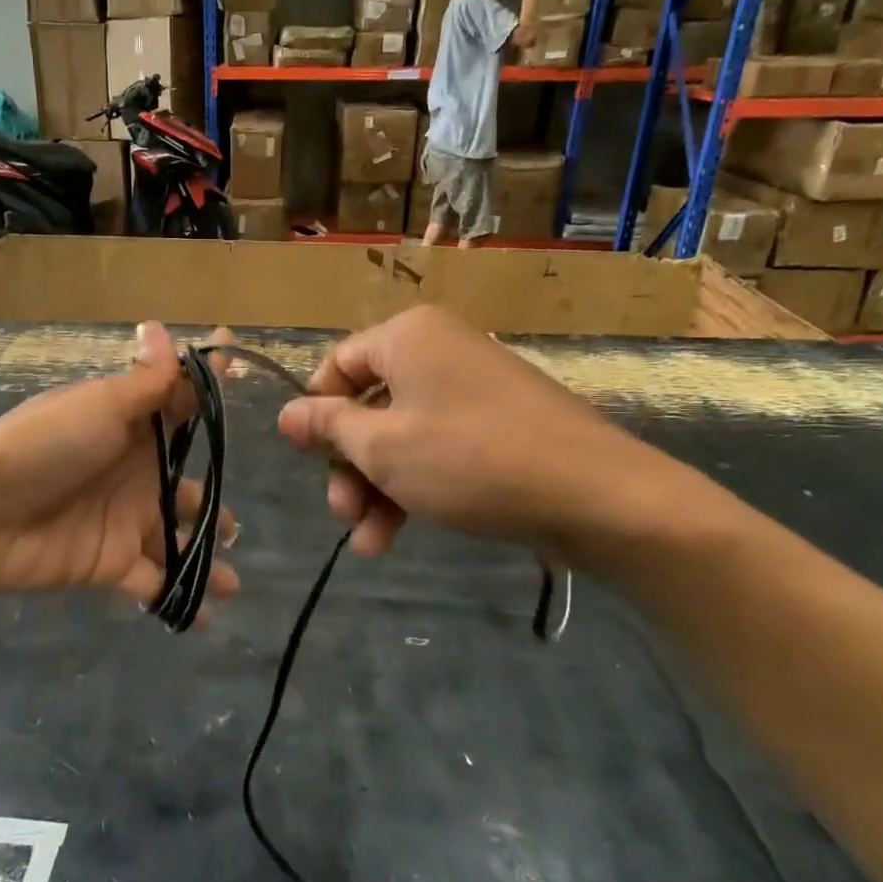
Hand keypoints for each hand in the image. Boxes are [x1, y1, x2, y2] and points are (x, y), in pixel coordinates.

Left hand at [0, 323, 239, 604]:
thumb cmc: (44, 447)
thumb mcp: (99, 406)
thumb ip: (144, 381)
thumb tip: (164, 328)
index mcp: (132, 428)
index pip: (181, 409)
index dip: (212, 396)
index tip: (247, 376)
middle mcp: (134, 473)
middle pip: (185, 487)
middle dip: (213, 505)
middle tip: (236, 525)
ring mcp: (124, 520)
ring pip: (176, 539)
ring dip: (205, 559)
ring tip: (233, 582)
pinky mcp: (111, 563)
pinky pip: (154, 582)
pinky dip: (180, 600)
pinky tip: (206, 615)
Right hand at [275, 305, 708, 569]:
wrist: (596, 495)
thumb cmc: (469, 458)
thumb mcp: (382, 447)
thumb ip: (329, 427)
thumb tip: (286, 413)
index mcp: (407, 337)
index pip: (338, 364)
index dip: (316, 411)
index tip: (306, 457)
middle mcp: (439, 351)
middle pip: (369, 405)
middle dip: (350, 465)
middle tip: (341, 513)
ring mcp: (473, 389)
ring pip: (402, 435)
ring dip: (378, 488)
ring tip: (367, 544)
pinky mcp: (499, 426)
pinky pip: (439, 448)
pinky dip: (414, 487)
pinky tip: (395, 537)